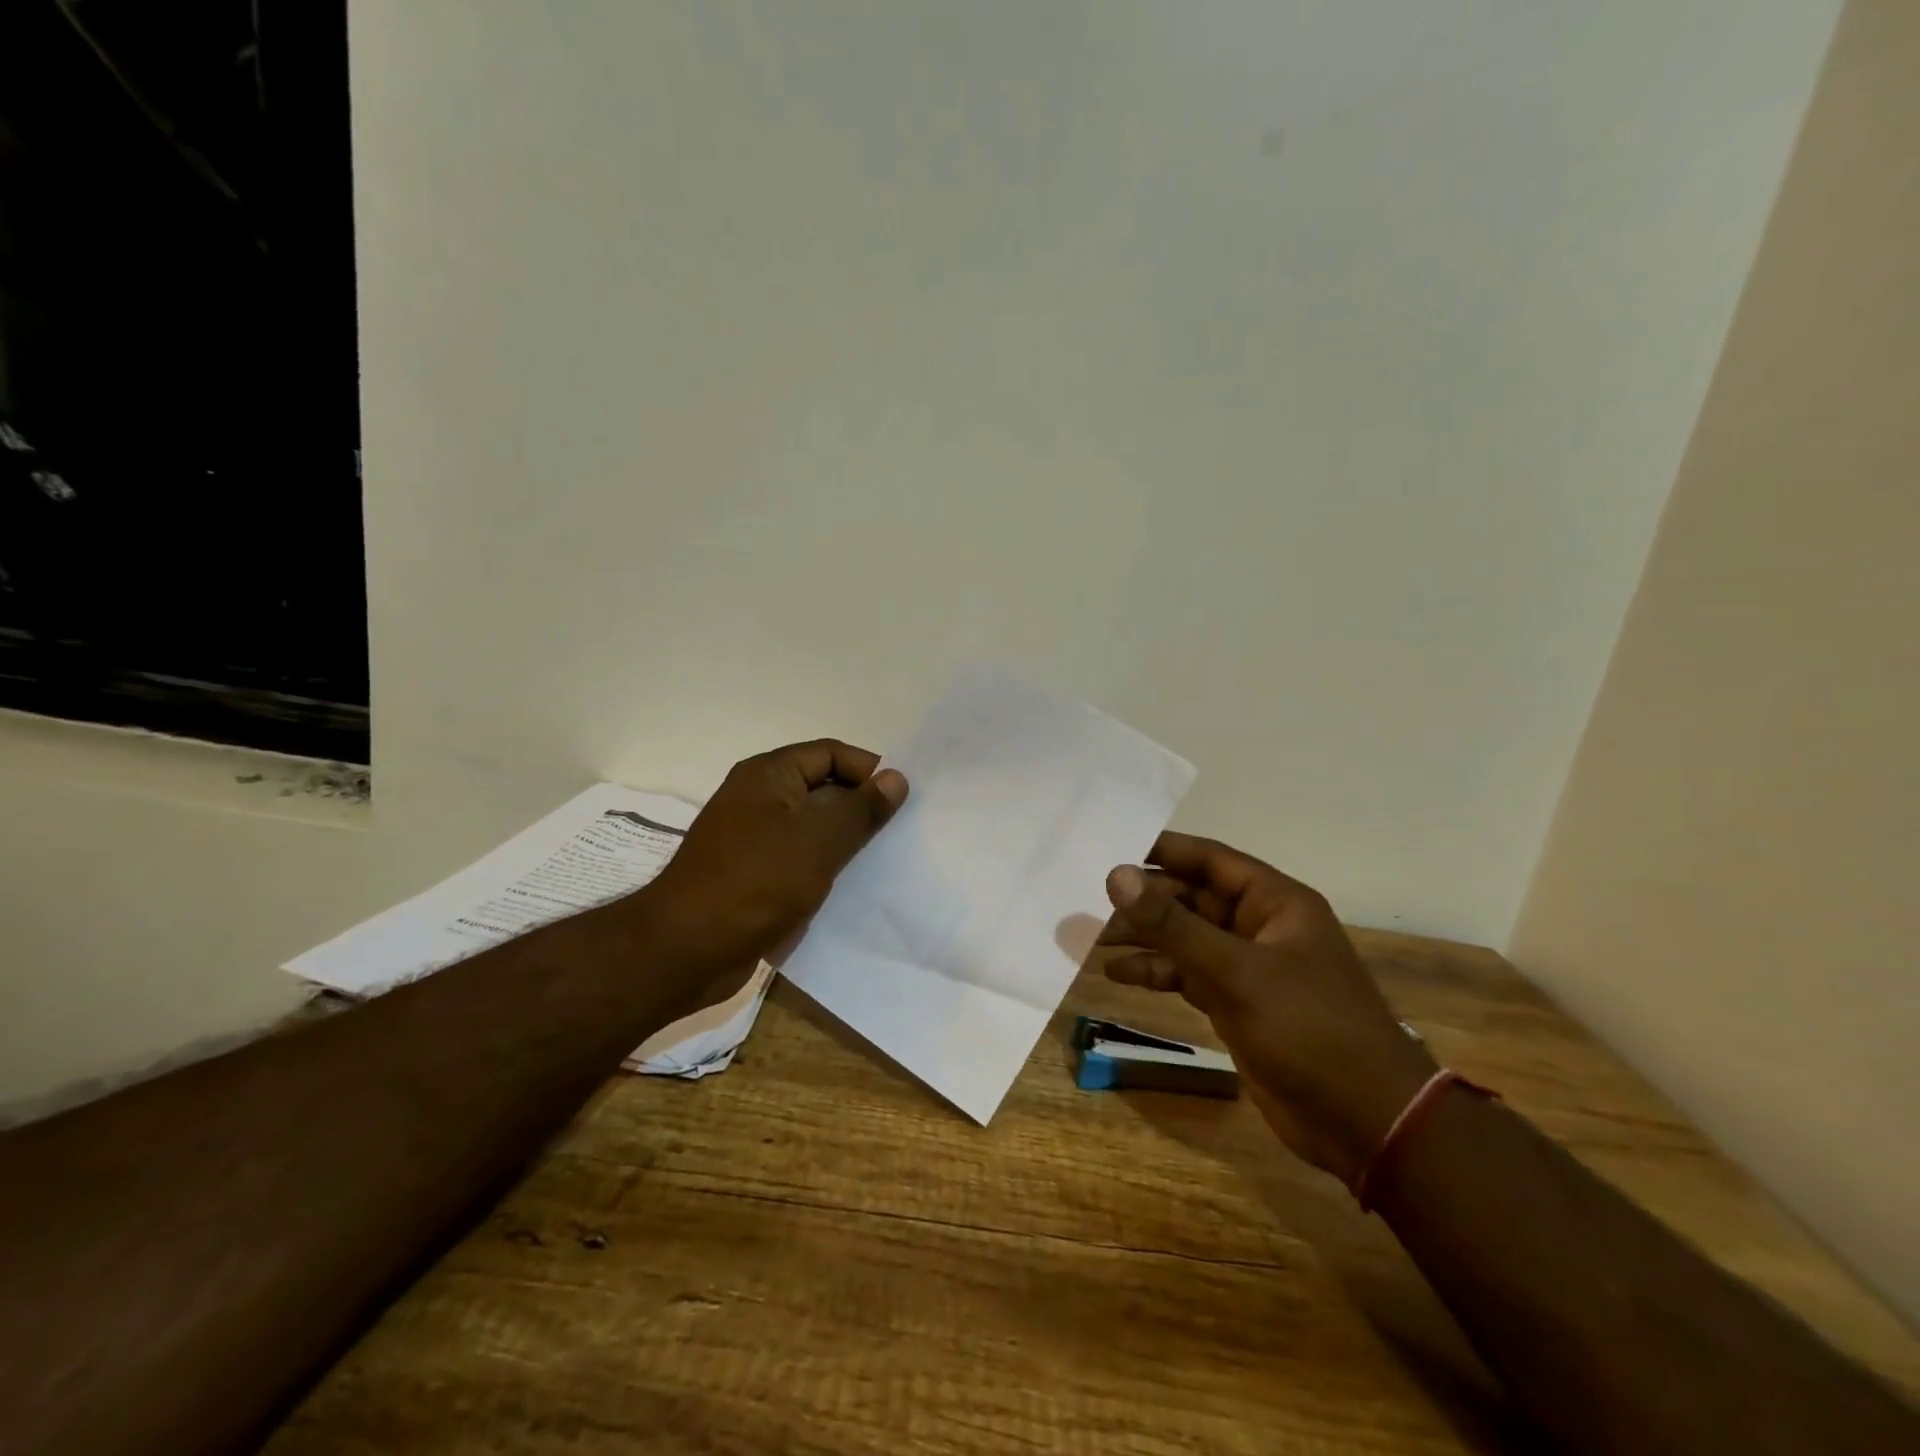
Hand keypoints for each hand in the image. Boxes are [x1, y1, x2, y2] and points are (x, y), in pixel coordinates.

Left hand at [642, 739, 907, 982]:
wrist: (686, 951)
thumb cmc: (755, 883)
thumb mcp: (818, 840)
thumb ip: (861, 808)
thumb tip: (895, 778)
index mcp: (769, 775)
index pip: (830, 754)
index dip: (868, 770)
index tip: (902, 799)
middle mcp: (760, 799)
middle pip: (823, 789)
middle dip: (861, 807)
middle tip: (901, 832)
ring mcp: (755, 839)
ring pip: (814, 828)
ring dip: (847, 841)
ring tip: (886, 860)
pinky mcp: (755, 875)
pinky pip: (801, 859)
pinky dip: (827, 867)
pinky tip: (854, 887)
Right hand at [1100, 833, 1435, 1187]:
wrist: (1365, 1123)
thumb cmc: (1309, 1030)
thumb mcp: (1236, 972)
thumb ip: (1173, 925)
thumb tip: (1116, 875)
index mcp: (1275, 902)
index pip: (1209, 860)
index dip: (1162, 850)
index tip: (1111, 847)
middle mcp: (1261, 927)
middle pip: (1192, 899)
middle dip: (1145, 902)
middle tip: (1090, 904)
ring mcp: (1249, 968)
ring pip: (1187, 938)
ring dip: (1145, 938)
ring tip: (1093, 939)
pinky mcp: (1238, 1004)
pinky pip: (1189, 975)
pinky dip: (1157, 972)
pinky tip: (1118, 974)